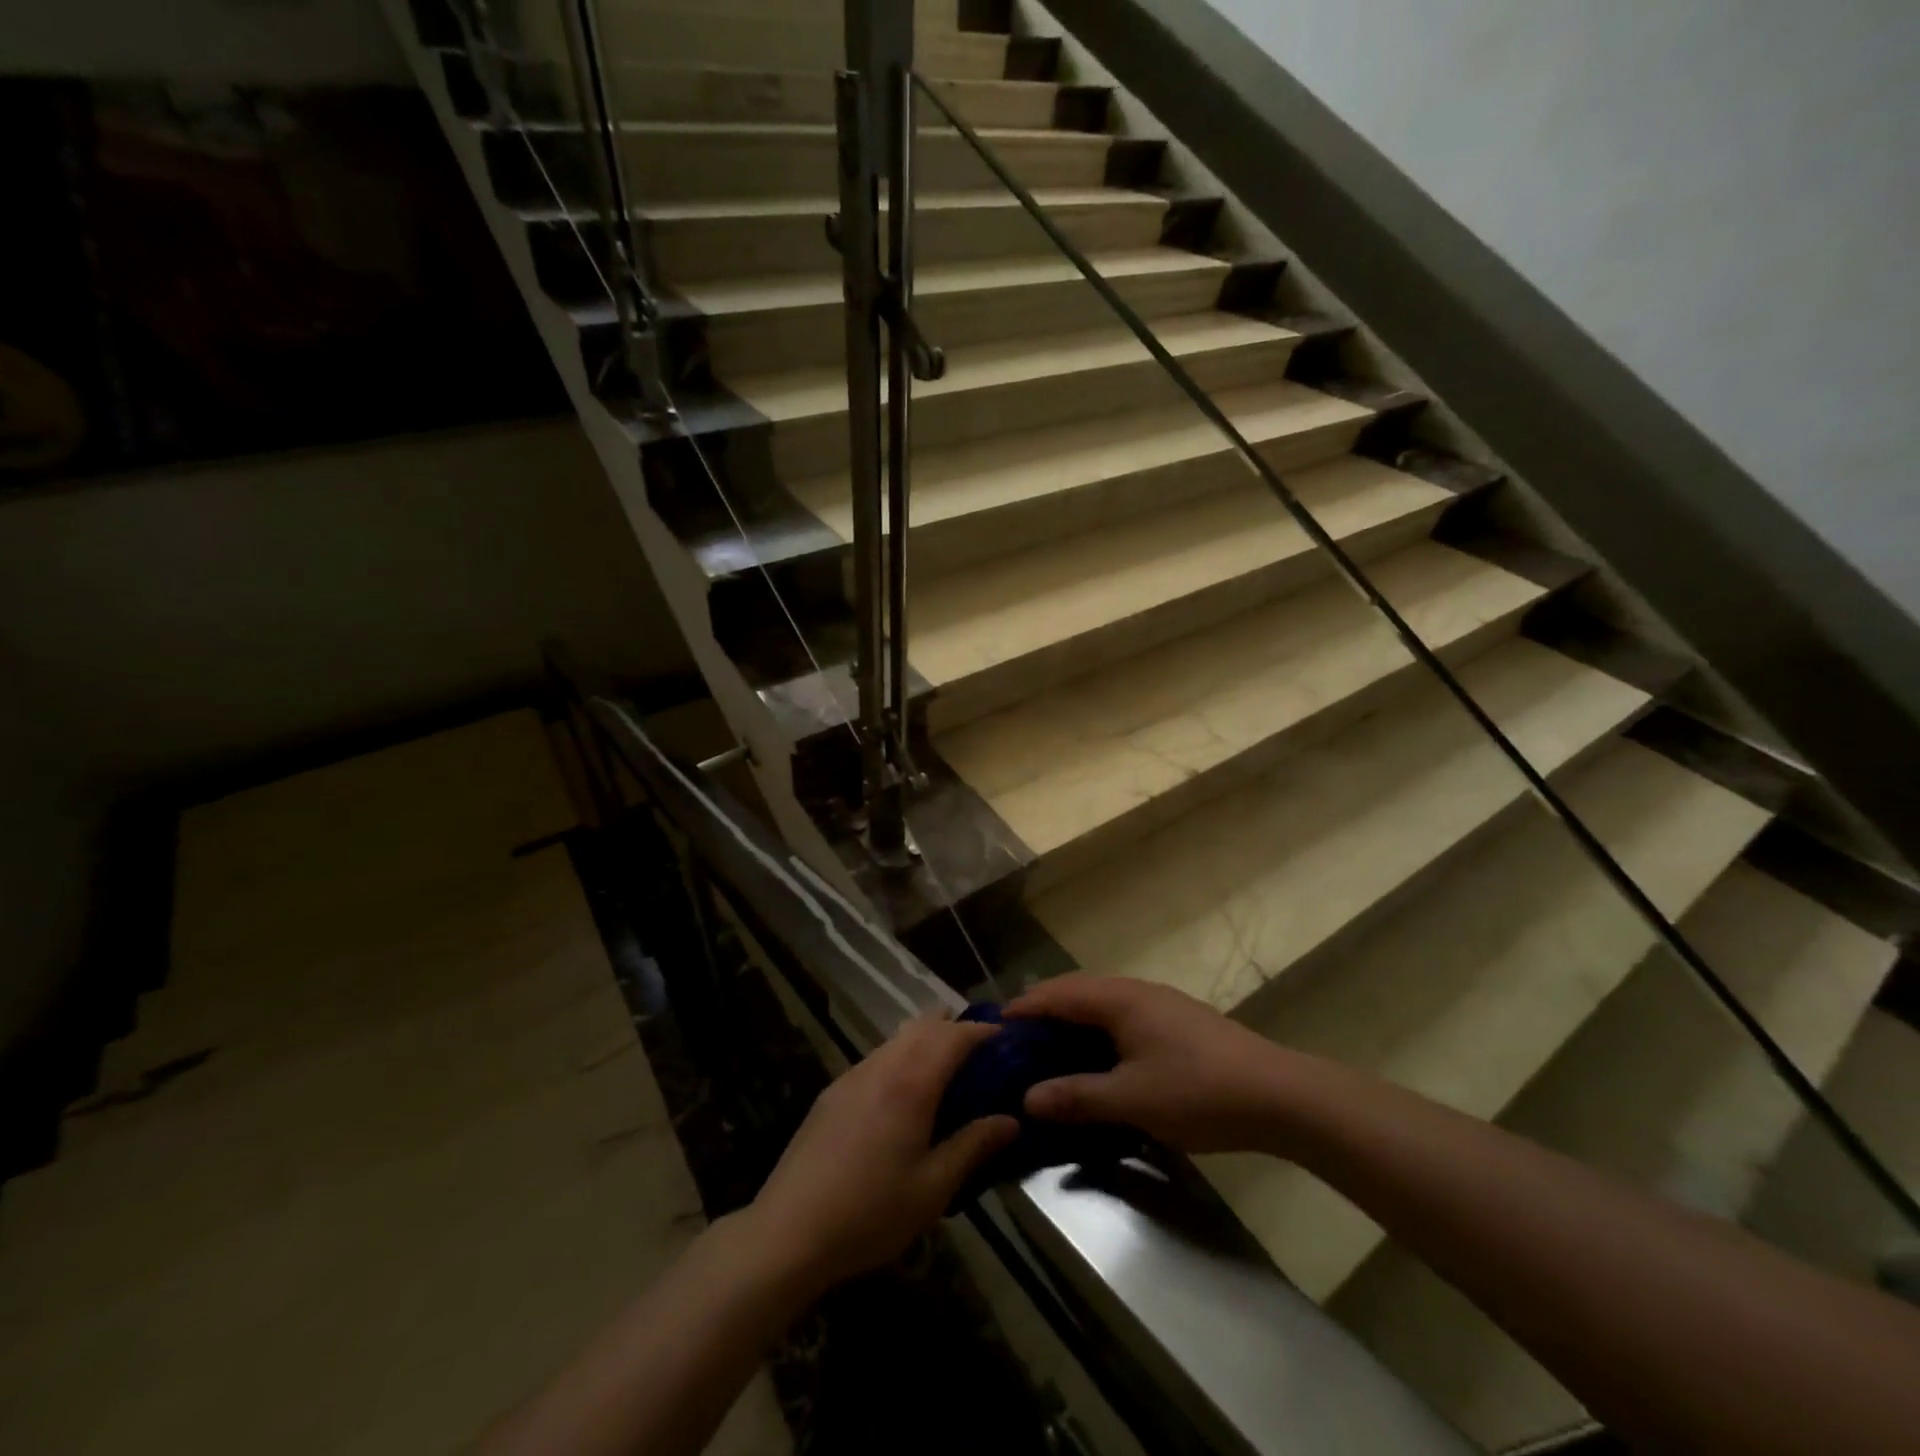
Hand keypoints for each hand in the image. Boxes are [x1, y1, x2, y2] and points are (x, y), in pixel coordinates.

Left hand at [745, 1014, 1018, 1294]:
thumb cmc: (870, 1213)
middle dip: (955, 1028)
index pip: (953, 1036)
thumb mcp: (933, 1188)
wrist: (788, 1231)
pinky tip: (904, 1097)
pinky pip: (877, 1058)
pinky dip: (901, 1058)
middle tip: (980, 1055)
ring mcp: (852, 1076)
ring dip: (926, 1041)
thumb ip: (973, 1146)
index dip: (982, 1031)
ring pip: (897, 1038)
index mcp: (911, 1084)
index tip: (1005, 1038)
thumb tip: (1011, 1121)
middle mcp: (882, 1066)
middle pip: (924, 1024)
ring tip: (947, 1074)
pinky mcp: (833, 1092)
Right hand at [1006, 974, 1306, 1153]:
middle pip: (1077, 992)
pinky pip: (1121, 1019)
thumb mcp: (1132, 1099)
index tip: (993, 1027)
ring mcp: (1160, 1005)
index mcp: (1120, 999)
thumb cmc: (1199, 1091)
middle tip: (1015, 1043)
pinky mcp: (1177, 1024)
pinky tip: (1096, 1062)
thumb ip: (1077, 1096)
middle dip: (1044, 1012)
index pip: (1058, 994)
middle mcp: (1136, 992)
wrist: (1280, 1095)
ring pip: (1101, 1005)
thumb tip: (1028, 1098)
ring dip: (1072, 1023)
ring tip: (1047, 1053)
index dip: (1024, 1007)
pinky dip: (1097, 1034)